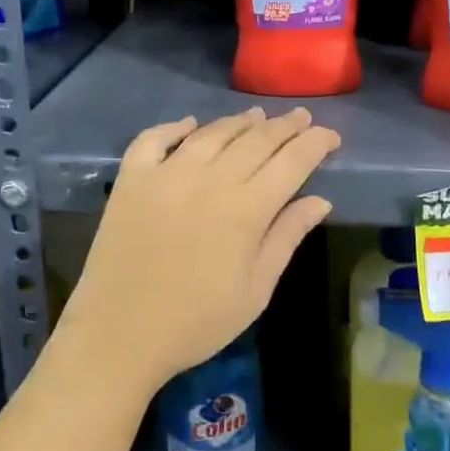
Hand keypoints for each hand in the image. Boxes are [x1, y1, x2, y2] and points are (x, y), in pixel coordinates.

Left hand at [60, 108, 339, 397]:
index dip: (314, 143)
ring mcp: (166, 174)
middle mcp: (209, 179)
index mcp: (246, 209)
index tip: (330, 135)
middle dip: (284, 125)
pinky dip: (175, 127)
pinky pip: (155, 139)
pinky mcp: (132, 179)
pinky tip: (191, 125)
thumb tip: (321, 200)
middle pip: (255, 139)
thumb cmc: (196, 322)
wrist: (119, 335)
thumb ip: (286, 238)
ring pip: (211, 133)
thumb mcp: (255, 291)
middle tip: (301, 116)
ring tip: (256, 116)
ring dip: (238, 121)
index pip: (291, 161)